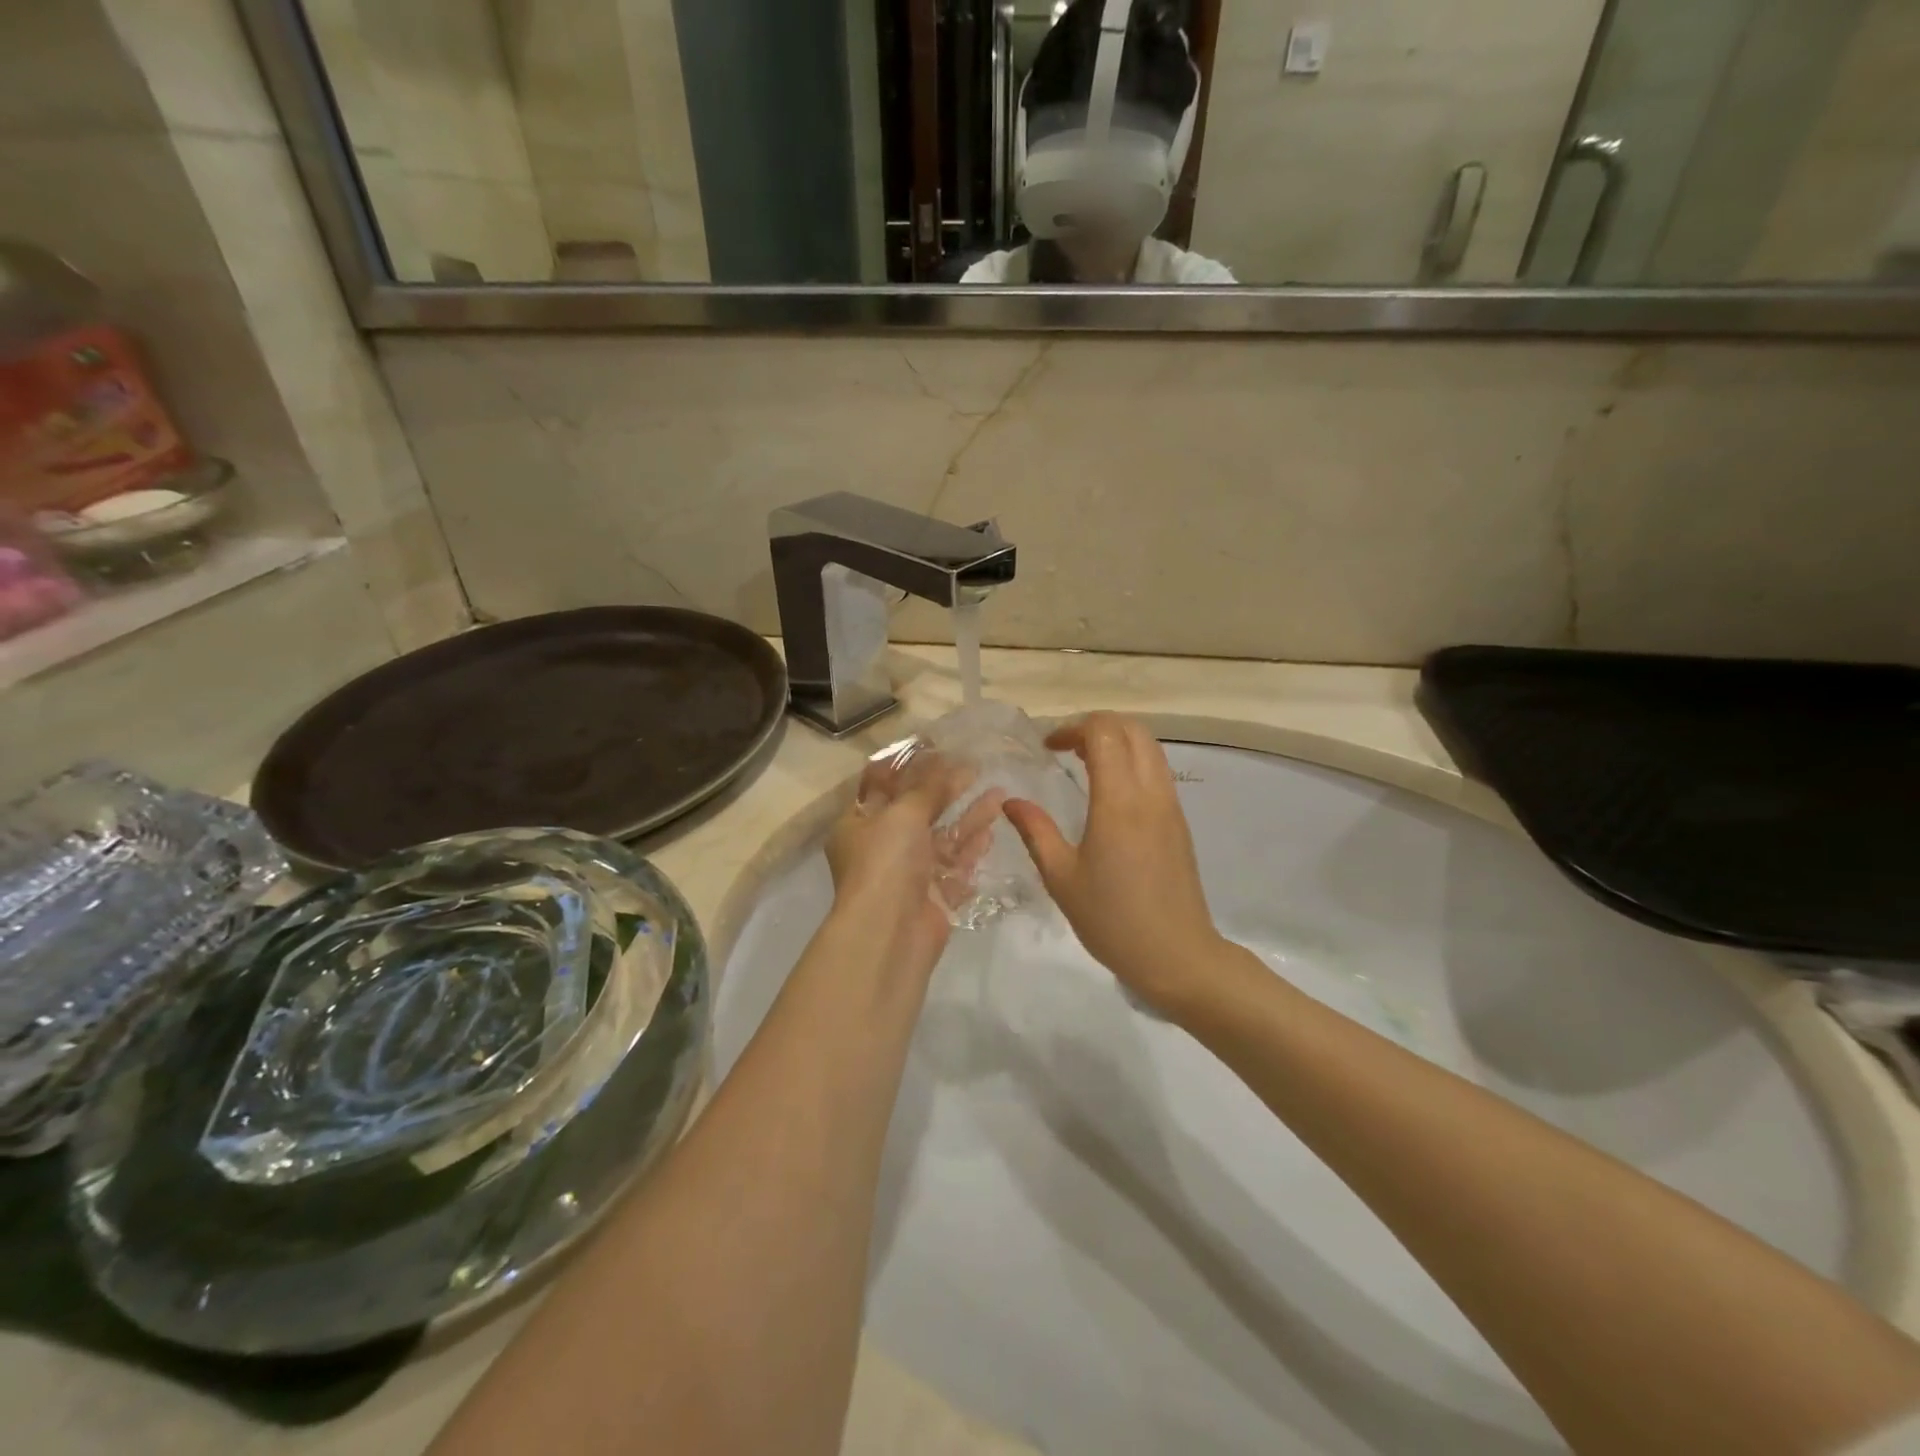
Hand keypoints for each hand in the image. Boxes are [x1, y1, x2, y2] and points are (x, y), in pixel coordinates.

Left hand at [825, 750, 1003, 979]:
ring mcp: (908, 874)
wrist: (890, 932)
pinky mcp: (933, 896)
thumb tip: (951, 762)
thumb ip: (929, 787)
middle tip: (975, 767)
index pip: (881, 786)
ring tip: (999, 793)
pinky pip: (955, 867)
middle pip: (917, 812)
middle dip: (946, 790)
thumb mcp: (904, 813)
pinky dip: (971, 849)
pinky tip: (992, 830)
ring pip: (942, 838)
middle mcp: (880, 848)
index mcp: (858, 824)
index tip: (937, 747)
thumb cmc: (886, 861)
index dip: (908, 766)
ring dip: (968, 817)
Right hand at [1003, 713, 1226, 1013]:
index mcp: (1118, 802)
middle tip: (1066, 747)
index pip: (1104, 733)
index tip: (1048, 747)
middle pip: (1132, 729)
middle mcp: (1150, 793)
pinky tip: (1110, 790)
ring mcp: (1170, 805)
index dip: (1073, 728)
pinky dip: (1133, 761)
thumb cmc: (1111, 919)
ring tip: (1085, 763)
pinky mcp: (1179, 821)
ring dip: (1118, 741)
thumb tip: (1011, 801)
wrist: (1176, 955)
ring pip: (1150, 747)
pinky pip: (1158, 770)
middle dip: (1096, 725)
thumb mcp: (1061, 877)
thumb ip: (1035, 831)